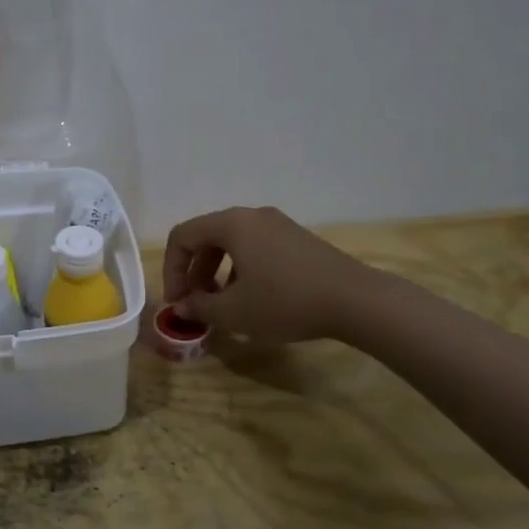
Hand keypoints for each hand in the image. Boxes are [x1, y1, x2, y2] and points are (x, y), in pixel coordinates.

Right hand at [163, 206, 378, 342]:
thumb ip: (200, 308)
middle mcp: (252, 216)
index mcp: (231, 224)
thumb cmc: (285, 301)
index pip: (183, 237)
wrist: (357, 301)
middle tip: (196, 304)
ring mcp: (278, 225)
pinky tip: (253, 300)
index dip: (171, 270)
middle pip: (207, 238)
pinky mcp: (298, 240)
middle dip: (194, 273)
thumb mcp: (234, 312)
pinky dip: (242, 271)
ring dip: (217, 274)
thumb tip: (182, 307)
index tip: (178, 302)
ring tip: (222, 306)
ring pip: (232, 245)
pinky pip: (256, 249)